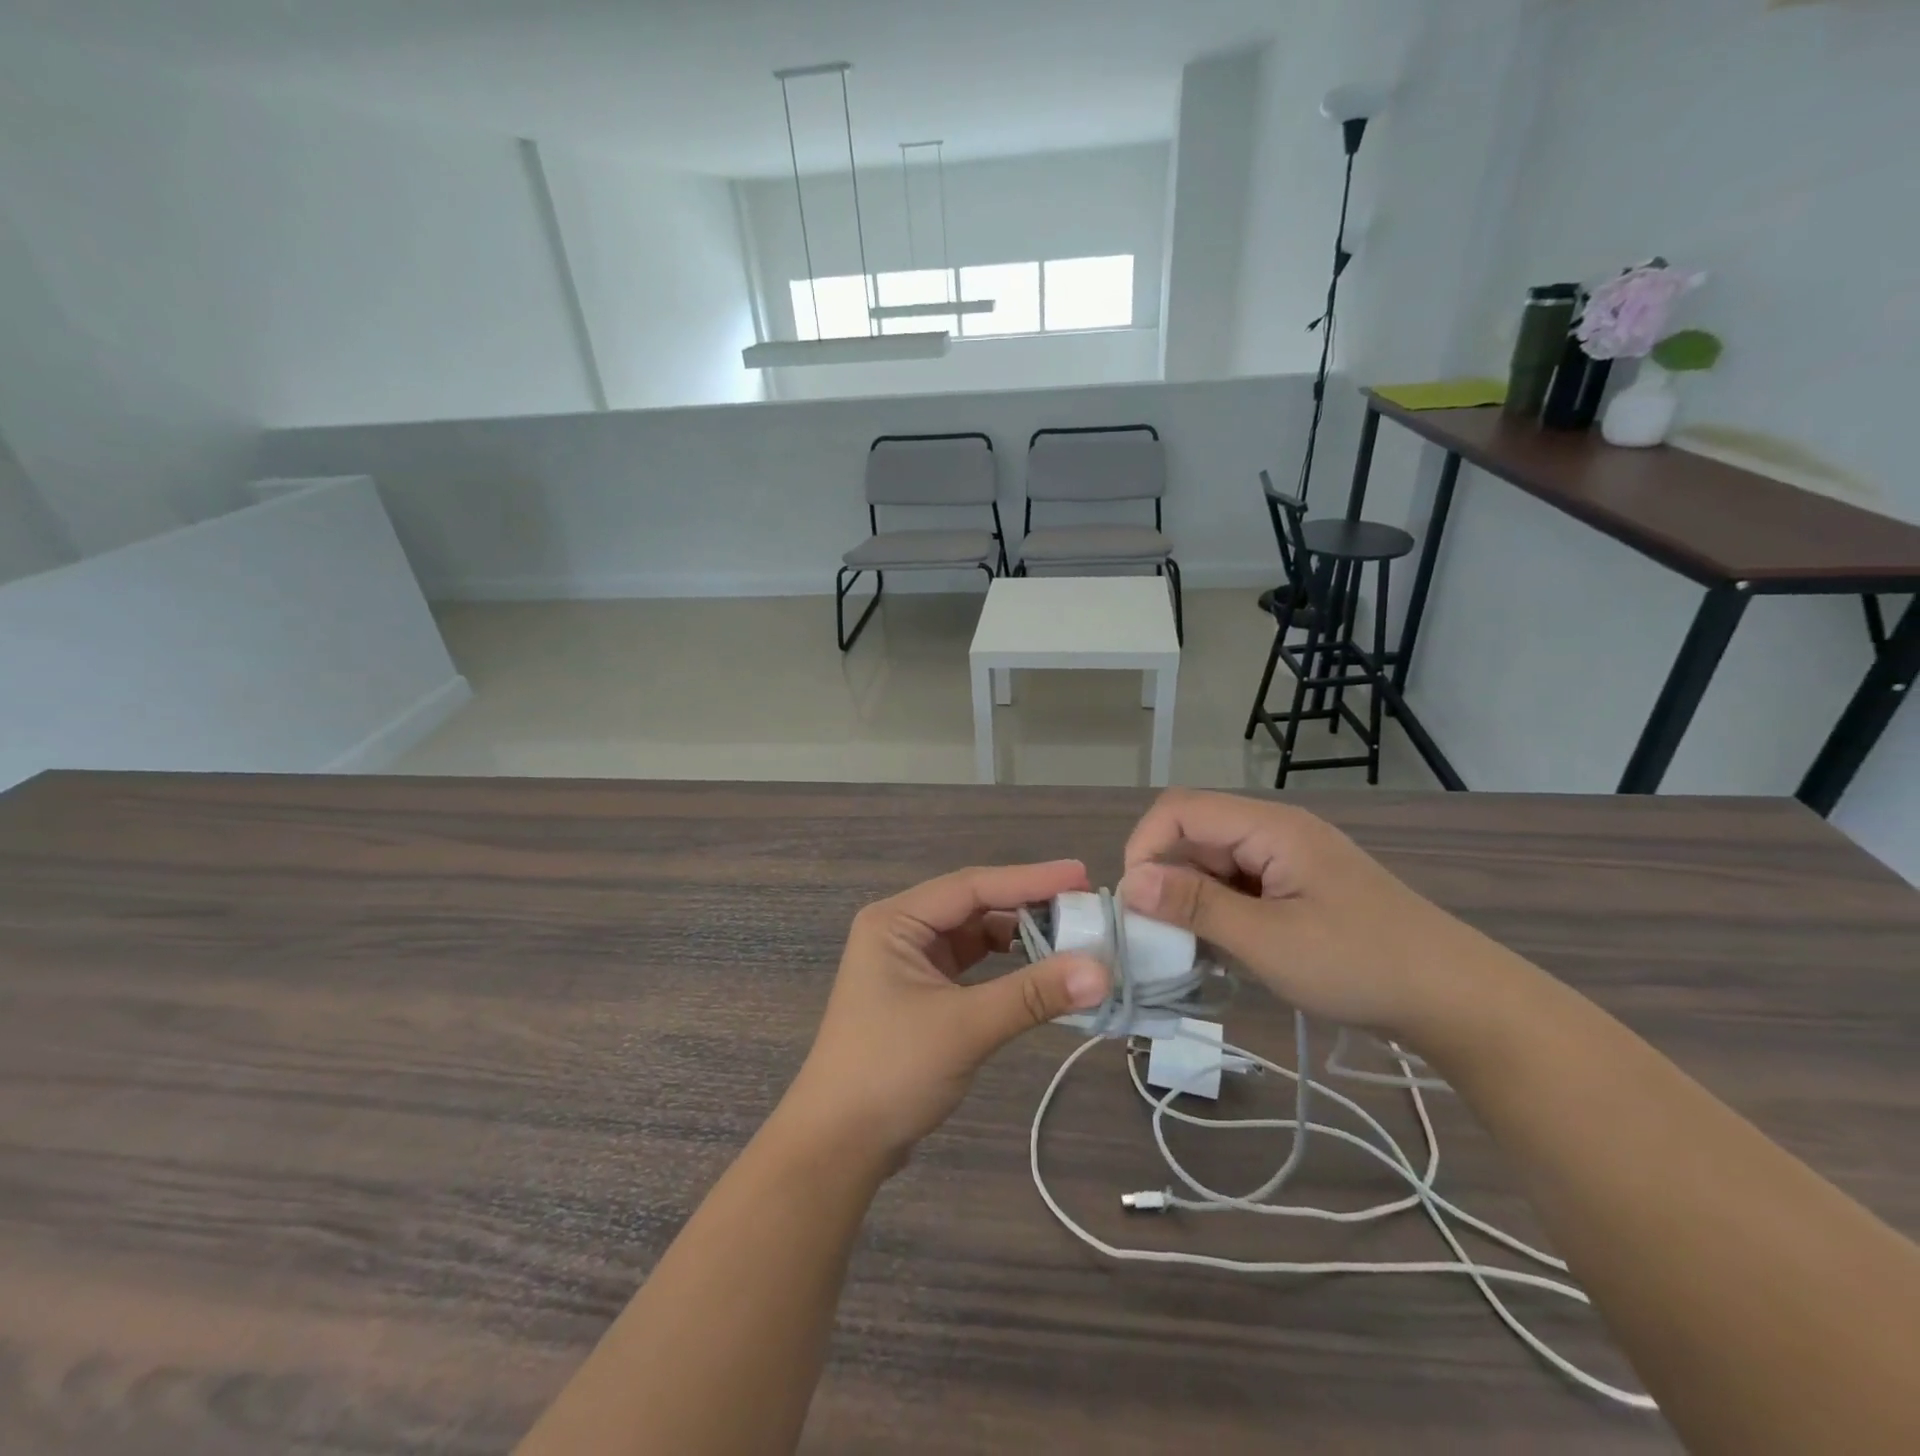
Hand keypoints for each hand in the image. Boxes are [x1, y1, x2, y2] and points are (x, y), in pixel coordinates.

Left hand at [781, 861, 1109, 1164]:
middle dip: (1028, 905)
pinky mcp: (923, 992)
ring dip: (1020, 936)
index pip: (972, 886)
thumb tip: (1102, 971)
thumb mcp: (964, 1027)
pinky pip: (973, 965)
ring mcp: (911, 962)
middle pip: (975, 905)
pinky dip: (1006, 966)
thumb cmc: (890, 1071)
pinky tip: (1039, 970)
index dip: (1030, 879)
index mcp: (896, 920)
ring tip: (1071, 937)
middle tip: (1084, 907)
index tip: (1082, 876)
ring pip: (976, 935)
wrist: (838, 1144)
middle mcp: (902, 930)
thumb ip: (1032, 994)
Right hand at [1119, 790, 1500, 1041]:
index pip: (1180, 810)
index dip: (1145, 847)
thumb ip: (1196, 905)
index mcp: (1269, 827)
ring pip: (1212, 864)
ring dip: (1190, 900)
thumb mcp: (1268, 940)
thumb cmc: (1360, 964)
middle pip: (1194, 835)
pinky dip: (1217, 913)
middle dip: (1165, 879)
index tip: (1136, 904)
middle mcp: (1274, 832)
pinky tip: (1221, 950)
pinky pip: (1237, 887)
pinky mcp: (1295, 889)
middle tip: (1157, 936)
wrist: (1456, 1000)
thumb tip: (1131, 882)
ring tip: (1187, 949)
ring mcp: (1287, 861)